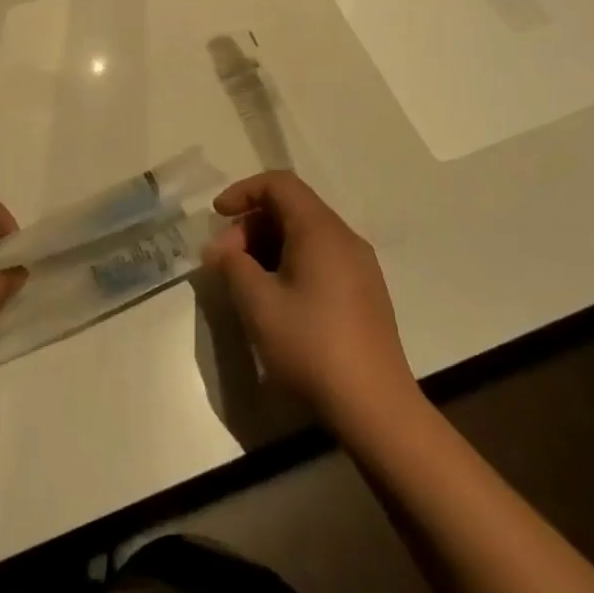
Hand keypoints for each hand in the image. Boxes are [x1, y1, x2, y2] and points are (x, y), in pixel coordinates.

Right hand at [202, 172, 419, 429]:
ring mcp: (359, 266)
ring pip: (305, 234)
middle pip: (291, 208)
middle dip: (250, 225)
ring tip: (244, 281)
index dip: (243, 191)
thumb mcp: (258, 303)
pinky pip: (320, 257)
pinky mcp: (364, 292)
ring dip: (267, 246)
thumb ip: (232, 265)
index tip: (217, 216)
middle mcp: (344, 238)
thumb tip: (220, 250)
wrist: (376, 408)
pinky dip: (289, 262)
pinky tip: (275, 297)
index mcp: (321, 230)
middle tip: (225, 260)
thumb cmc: (312, 346)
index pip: (279, 184)